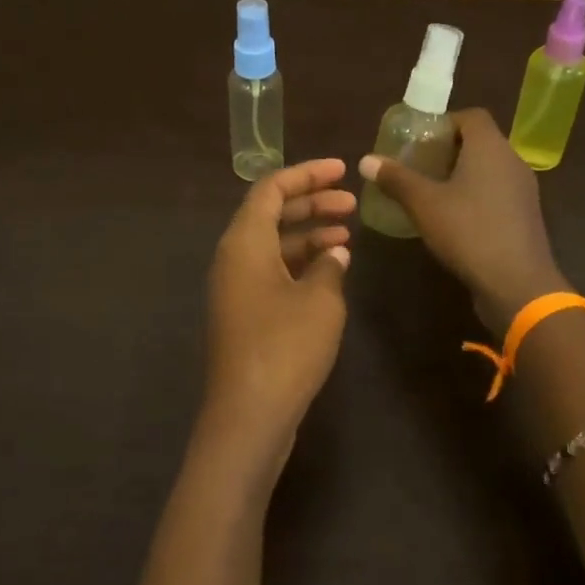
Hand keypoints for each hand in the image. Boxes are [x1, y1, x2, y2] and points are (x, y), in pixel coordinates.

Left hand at [199, 159, 355, 475]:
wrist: (248, 415)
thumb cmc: (285, 348)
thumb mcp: (320, 300)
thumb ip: (329, 266)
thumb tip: (334, 253)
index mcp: (244, 242)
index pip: (271, 189)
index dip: (306, 174)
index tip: (342, 169)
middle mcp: (233, 258)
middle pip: (270, 214)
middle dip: (311, 203)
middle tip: (351, 202)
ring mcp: (236, 288)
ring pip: (273, 245)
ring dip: (308, 235)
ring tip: (348, 235)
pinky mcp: (244, 314)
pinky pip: (272, 272)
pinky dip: (300, 264)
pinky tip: (331, 271)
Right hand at [360, 108, 567, 330]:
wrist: (517, 283)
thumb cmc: (468, 232)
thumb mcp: (424, 204)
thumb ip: (396, 179)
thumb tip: (366, 159)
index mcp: (490, 147)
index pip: (472, 116)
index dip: (445, 122)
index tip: (420, 140)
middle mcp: (512, 160)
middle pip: (481, 142)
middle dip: (450, 150)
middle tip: (419, 165)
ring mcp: (523, 190)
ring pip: (490, 169)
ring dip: (463, 175)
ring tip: (432, 192)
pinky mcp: (525, 216)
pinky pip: (497, 193)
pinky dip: (477, 196)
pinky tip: (455, 218)